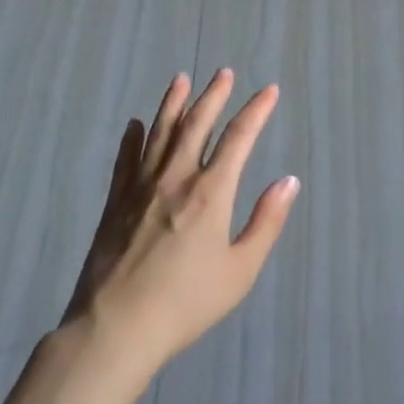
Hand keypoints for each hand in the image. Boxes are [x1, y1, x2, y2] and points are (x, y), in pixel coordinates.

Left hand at [60, 69, 299, 377]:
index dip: (256, 110)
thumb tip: (289, 181)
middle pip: (197, 124)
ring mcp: (141, 188)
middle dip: (214, 95)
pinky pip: (125, 160)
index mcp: (211, 193)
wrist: (114, 331)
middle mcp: (177, 178)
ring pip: (160, 133)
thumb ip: (266, 222)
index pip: (239, 138)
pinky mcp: (115, 204)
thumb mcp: (240, 270)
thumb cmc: (186, 304)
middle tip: (224, 72)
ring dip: (173, 104)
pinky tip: (136, 124)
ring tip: (181, 79)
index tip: (269, 90)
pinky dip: (132, 138)